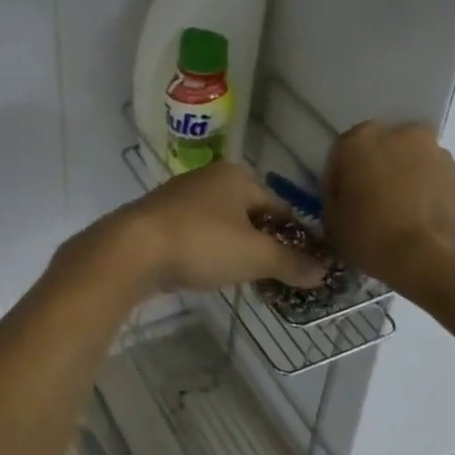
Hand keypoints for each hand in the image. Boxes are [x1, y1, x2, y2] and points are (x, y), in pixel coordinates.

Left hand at [75, 162, 327, 297]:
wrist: (131, 250)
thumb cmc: (201, 243)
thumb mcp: (254, 256)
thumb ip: (290, 263)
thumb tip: (323, 271)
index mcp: (237, 176)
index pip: (280, 206)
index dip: (295, 237)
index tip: (303, 266)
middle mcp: (209, 178)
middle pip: (250, 214)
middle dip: (264, 244)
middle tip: (274, 276)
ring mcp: (180, 197)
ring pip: (222, 225)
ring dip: (235, 249)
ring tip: (244, 278)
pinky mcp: (158, 219)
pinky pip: (196, 235)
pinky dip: (208, 252)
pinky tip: (207, 272)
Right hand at [322, 121, 454, 292]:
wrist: (437, 258)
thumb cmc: (373, 235)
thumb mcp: (332, 222)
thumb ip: (335, 199)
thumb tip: (347, 198)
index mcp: (361, 139)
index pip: (340, 157)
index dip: (338, 184)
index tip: (341, 208)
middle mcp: (402, 134)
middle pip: (381, 153)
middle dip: (375, 174)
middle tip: (372, 208)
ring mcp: (437, 152)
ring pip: (411, 164)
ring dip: (404, 182)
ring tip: (402, 219)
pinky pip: (435, 181)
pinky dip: (428, 195)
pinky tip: (423, 223)